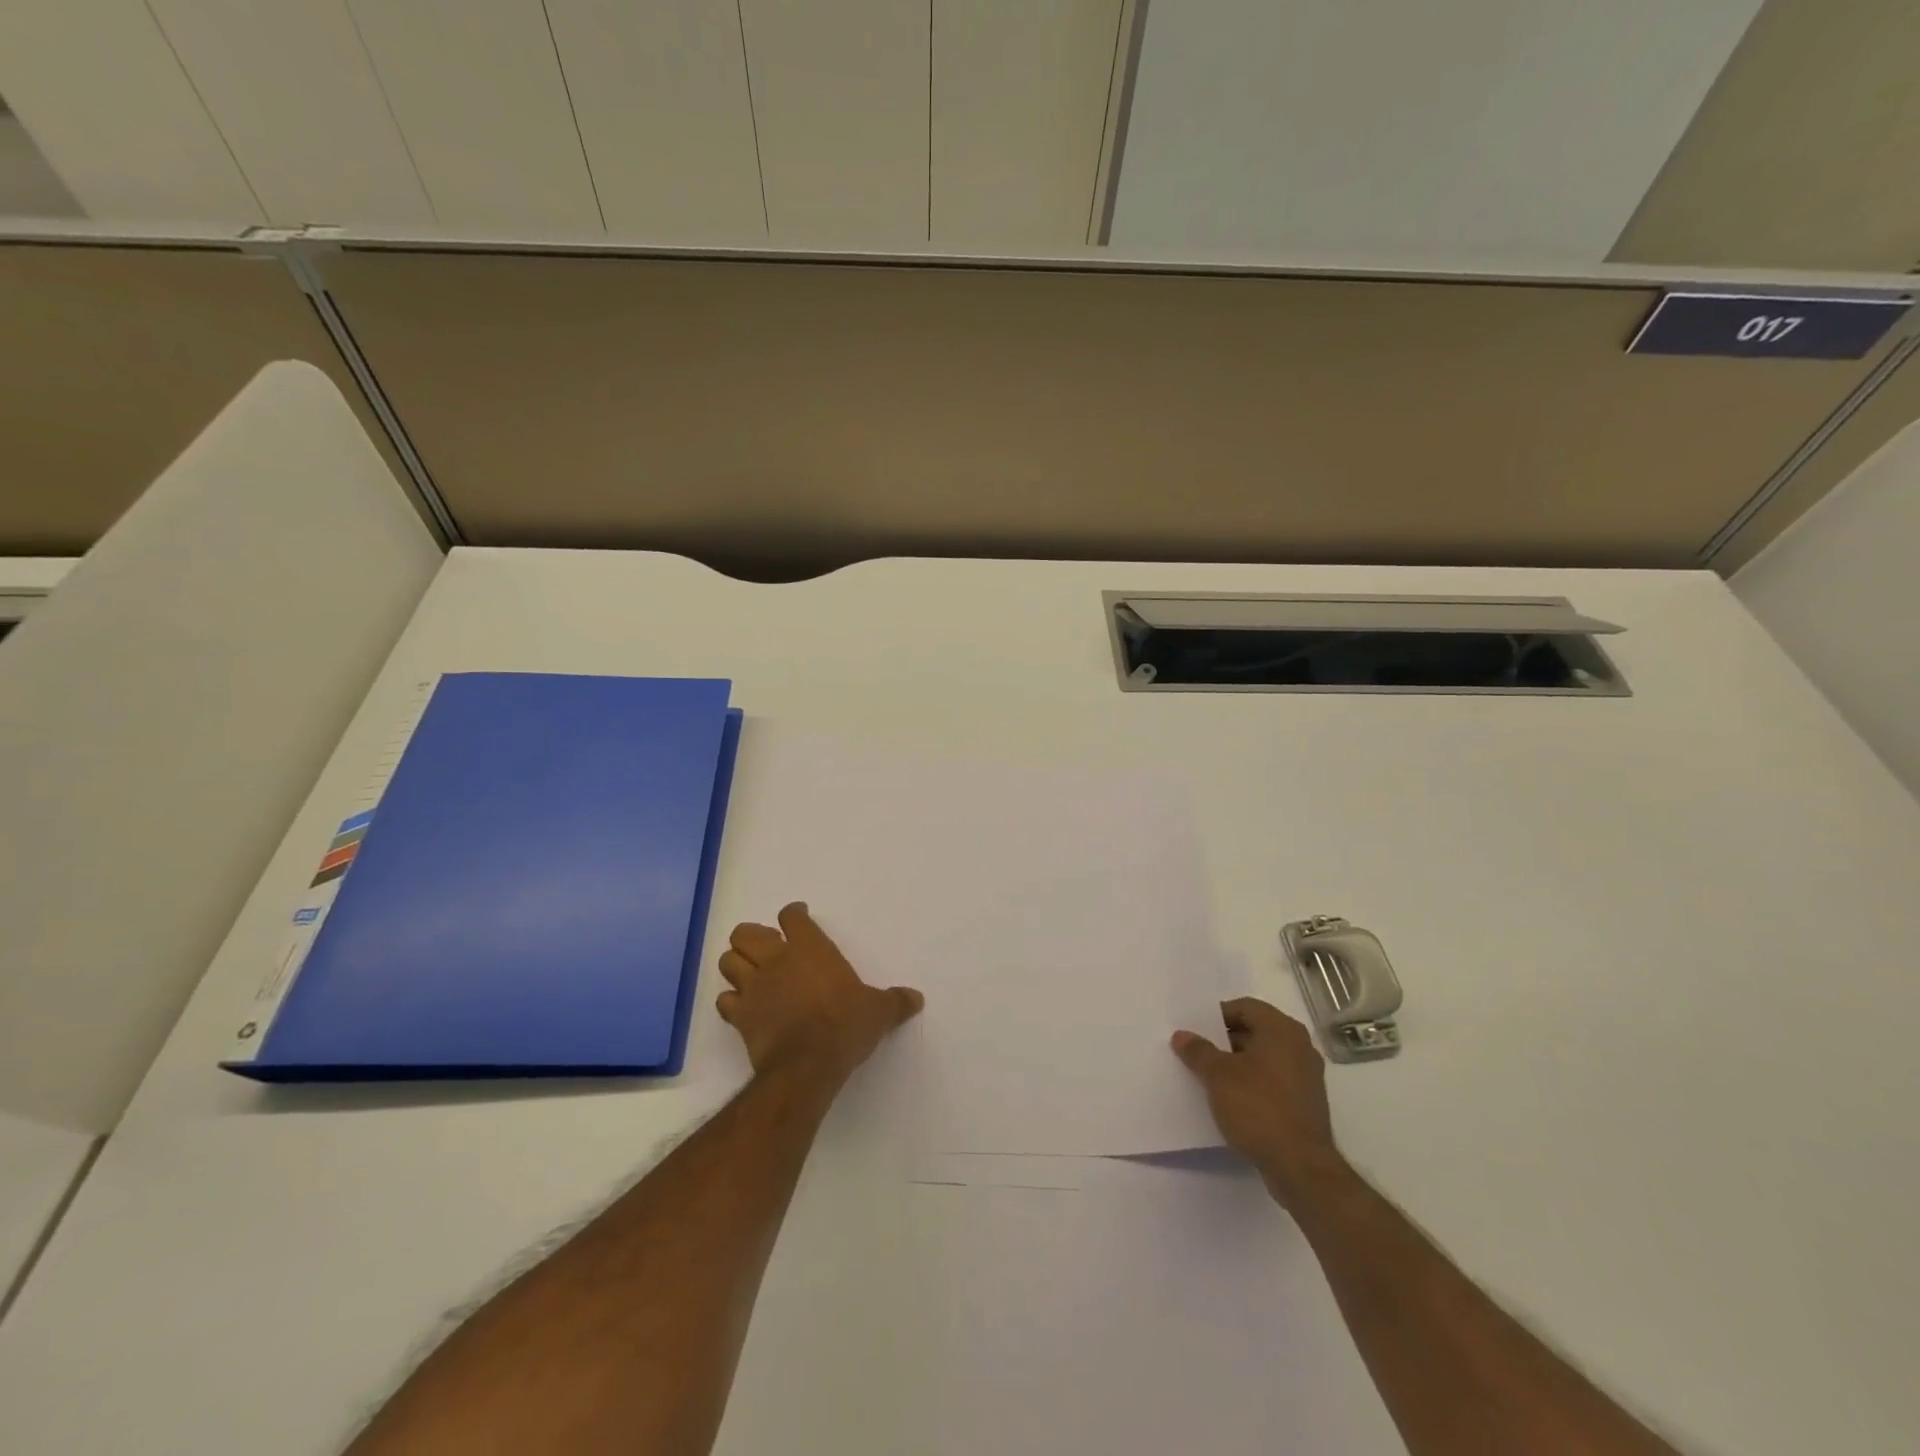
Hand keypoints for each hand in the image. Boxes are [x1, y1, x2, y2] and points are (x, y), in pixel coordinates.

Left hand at [717, 903, 924, 1084]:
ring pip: (728, 961)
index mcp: (810, 949)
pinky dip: (730, 1001)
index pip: (792, 917)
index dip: (793, 914)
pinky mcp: (740, 1016)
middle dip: (752, 936)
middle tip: (767, 947)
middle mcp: (777, 960)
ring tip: (749, 973)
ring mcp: (754, 987)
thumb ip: (895, 1002)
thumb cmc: (845, 1026)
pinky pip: (724, 1000)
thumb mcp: (878, 1012)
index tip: (797, 916)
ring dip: (736, 964)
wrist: (807, 1064)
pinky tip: (742, 1007)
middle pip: (747, 933)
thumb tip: (917, 998)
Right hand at [1171, 997, 1342, 1205]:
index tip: (1195, 1031)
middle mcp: (1300, 1046)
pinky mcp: (1306, 1103)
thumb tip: (1182, 1035)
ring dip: (1237, 1063)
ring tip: (1209, 1076)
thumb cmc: (1259, 1109)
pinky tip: (1231, 1099)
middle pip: (1255, 1031)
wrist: (1301, 1168)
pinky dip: (1252, 1083)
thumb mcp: (1218, 1076)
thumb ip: (1198, 1051)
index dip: (1217, 1016)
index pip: (1245, 1007)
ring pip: (1264, 1057)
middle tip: (1198, 1051)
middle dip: (1225, 1040)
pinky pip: (1273, 1080)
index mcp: (1282, 1030)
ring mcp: (1306, 1076)